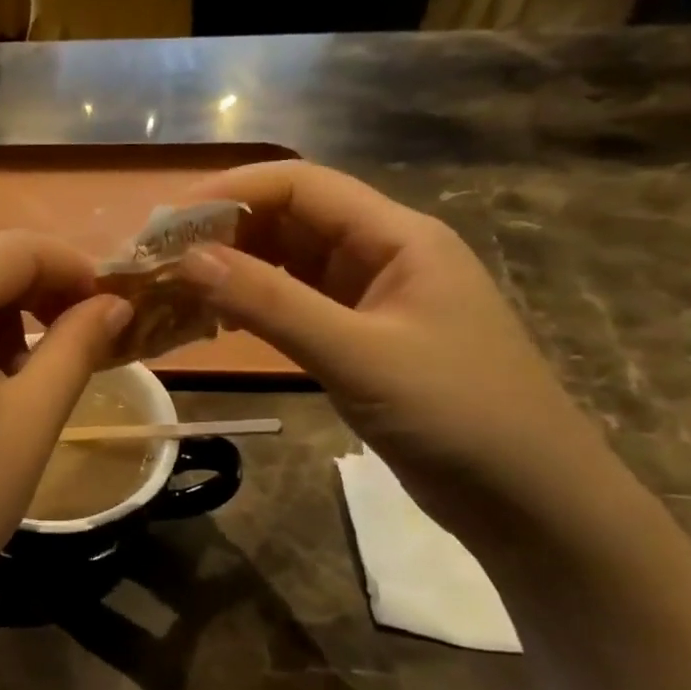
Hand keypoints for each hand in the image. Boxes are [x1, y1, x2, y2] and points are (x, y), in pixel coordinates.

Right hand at [177, 162, 605, 530]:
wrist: (533, 504)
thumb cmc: (459, 416)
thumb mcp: (358, 356)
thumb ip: (271, 303)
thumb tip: (187, 258)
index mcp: (397, 237)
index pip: (301, 185)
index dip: (230, 192)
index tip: (166, 221)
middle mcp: (383, 254)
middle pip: (290, 219)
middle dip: (223, 231)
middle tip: (158, 259)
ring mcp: (372, 298)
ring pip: (289, 263)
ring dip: (233, 268)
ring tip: (172, 286)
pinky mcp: (361, 339)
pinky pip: (296, 304)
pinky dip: (253, 305)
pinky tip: (214, 318)